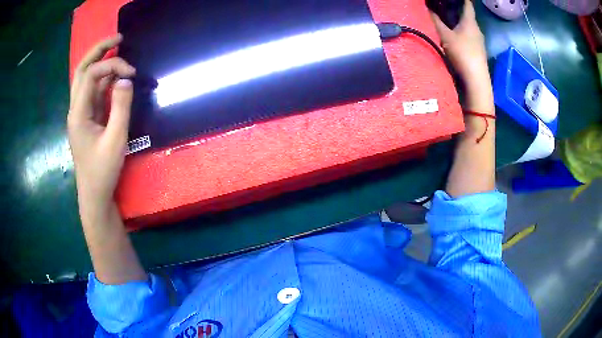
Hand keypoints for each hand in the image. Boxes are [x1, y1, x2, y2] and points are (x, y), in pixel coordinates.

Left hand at [68, 35, 135, 215]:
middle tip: (118, 37)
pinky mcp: (87, 118)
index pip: (91, 74)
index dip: (113, 65)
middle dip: (98, 50)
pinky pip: (93, 91)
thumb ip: (121, 107)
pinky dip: (104, 78)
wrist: (94, 194)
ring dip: (100, 61)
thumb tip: (126, 79)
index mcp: (78, 113)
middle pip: (81, 70)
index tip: (132, 74)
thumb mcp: (116, 139)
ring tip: (117, 48)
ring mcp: (80, 113)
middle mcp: (76, 108)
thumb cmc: (103, 170)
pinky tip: (116, 75)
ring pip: (85, 78)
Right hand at [430, 1, 493, 112]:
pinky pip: (470, 37)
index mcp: (470, 22)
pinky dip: (463, 33)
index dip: (462, 0)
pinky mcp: (479, 52)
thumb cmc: (462, 53)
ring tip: (448, 21)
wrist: (476, 80)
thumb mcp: (445, 36)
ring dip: (460, 23)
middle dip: (458, 10)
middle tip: (446, 7)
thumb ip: (436, 22)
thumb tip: (429, 9)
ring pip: (469, 27)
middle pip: (468, 16)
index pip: (467, 4)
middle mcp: (477, 30)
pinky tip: (456, 37)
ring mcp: (479, 42)